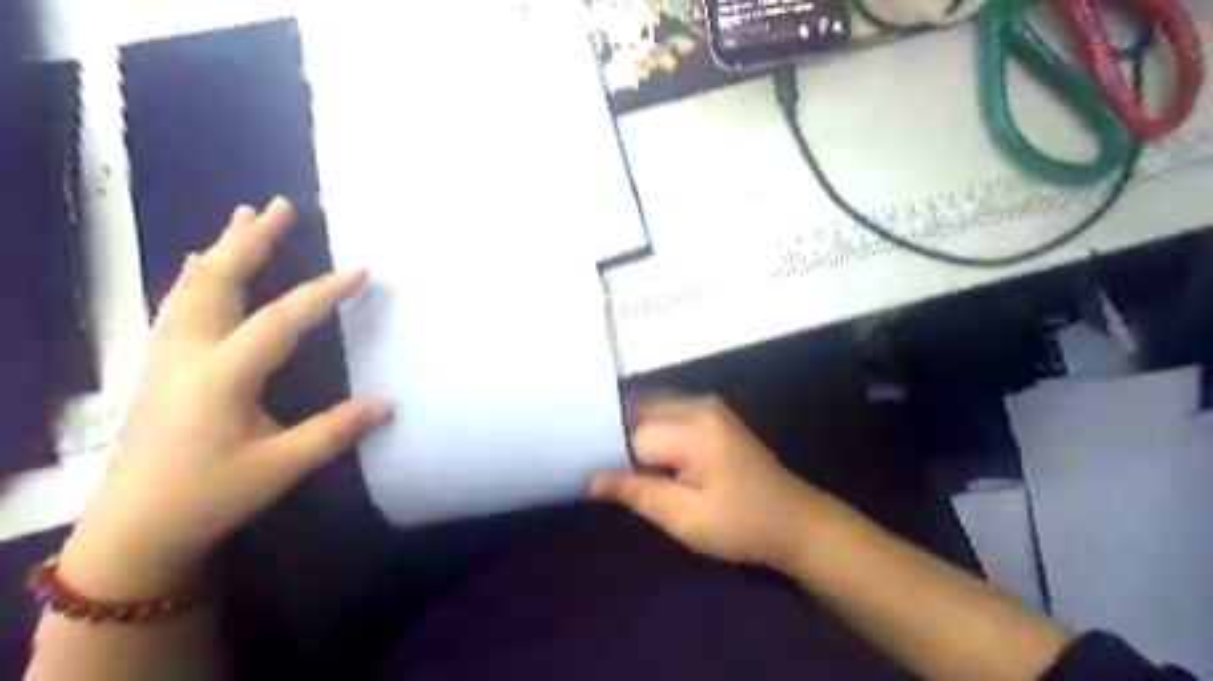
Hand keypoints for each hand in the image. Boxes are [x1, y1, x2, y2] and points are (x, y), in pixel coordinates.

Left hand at [58, 198, 391, 594]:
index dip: (323, 293)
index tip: (360, 270)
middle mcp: (188, 354)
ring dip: (221, 248)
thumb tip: (387, 404)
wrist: (133, 532)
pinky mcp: (159, 367)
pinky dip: (196, 276)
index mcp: (221, 376)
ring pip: (191, 287)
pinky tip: (198, 265)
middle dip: (251, 240)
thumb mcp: (279, 467)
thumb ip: (335, 431)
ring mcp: (166, 357)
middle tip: (280, 206)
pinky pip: (178, 305)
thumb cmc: (209, 497)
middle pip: (217, 281)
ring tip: (244, 217)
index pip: (280, 320)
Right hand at [590, 398, 818, 571]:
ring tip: (617, 462)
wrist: (796, 521)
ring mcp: (707, 405)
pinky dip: (651, 429)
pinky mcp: (712, 413)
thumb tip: (591, 479)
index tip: (589, 474)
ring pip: (650, 408)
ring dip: (632, 432)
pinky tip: (645, 455)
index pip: (631, 433)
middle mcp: (697, 405)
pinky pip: (667, 412)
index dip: (610, 455)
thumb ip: (637, 493)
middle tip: (598, 468)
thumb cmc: (742, 525)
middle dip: (617, 437)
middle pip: (639, 411)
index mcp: (693, 429)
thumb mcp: (686, 519)